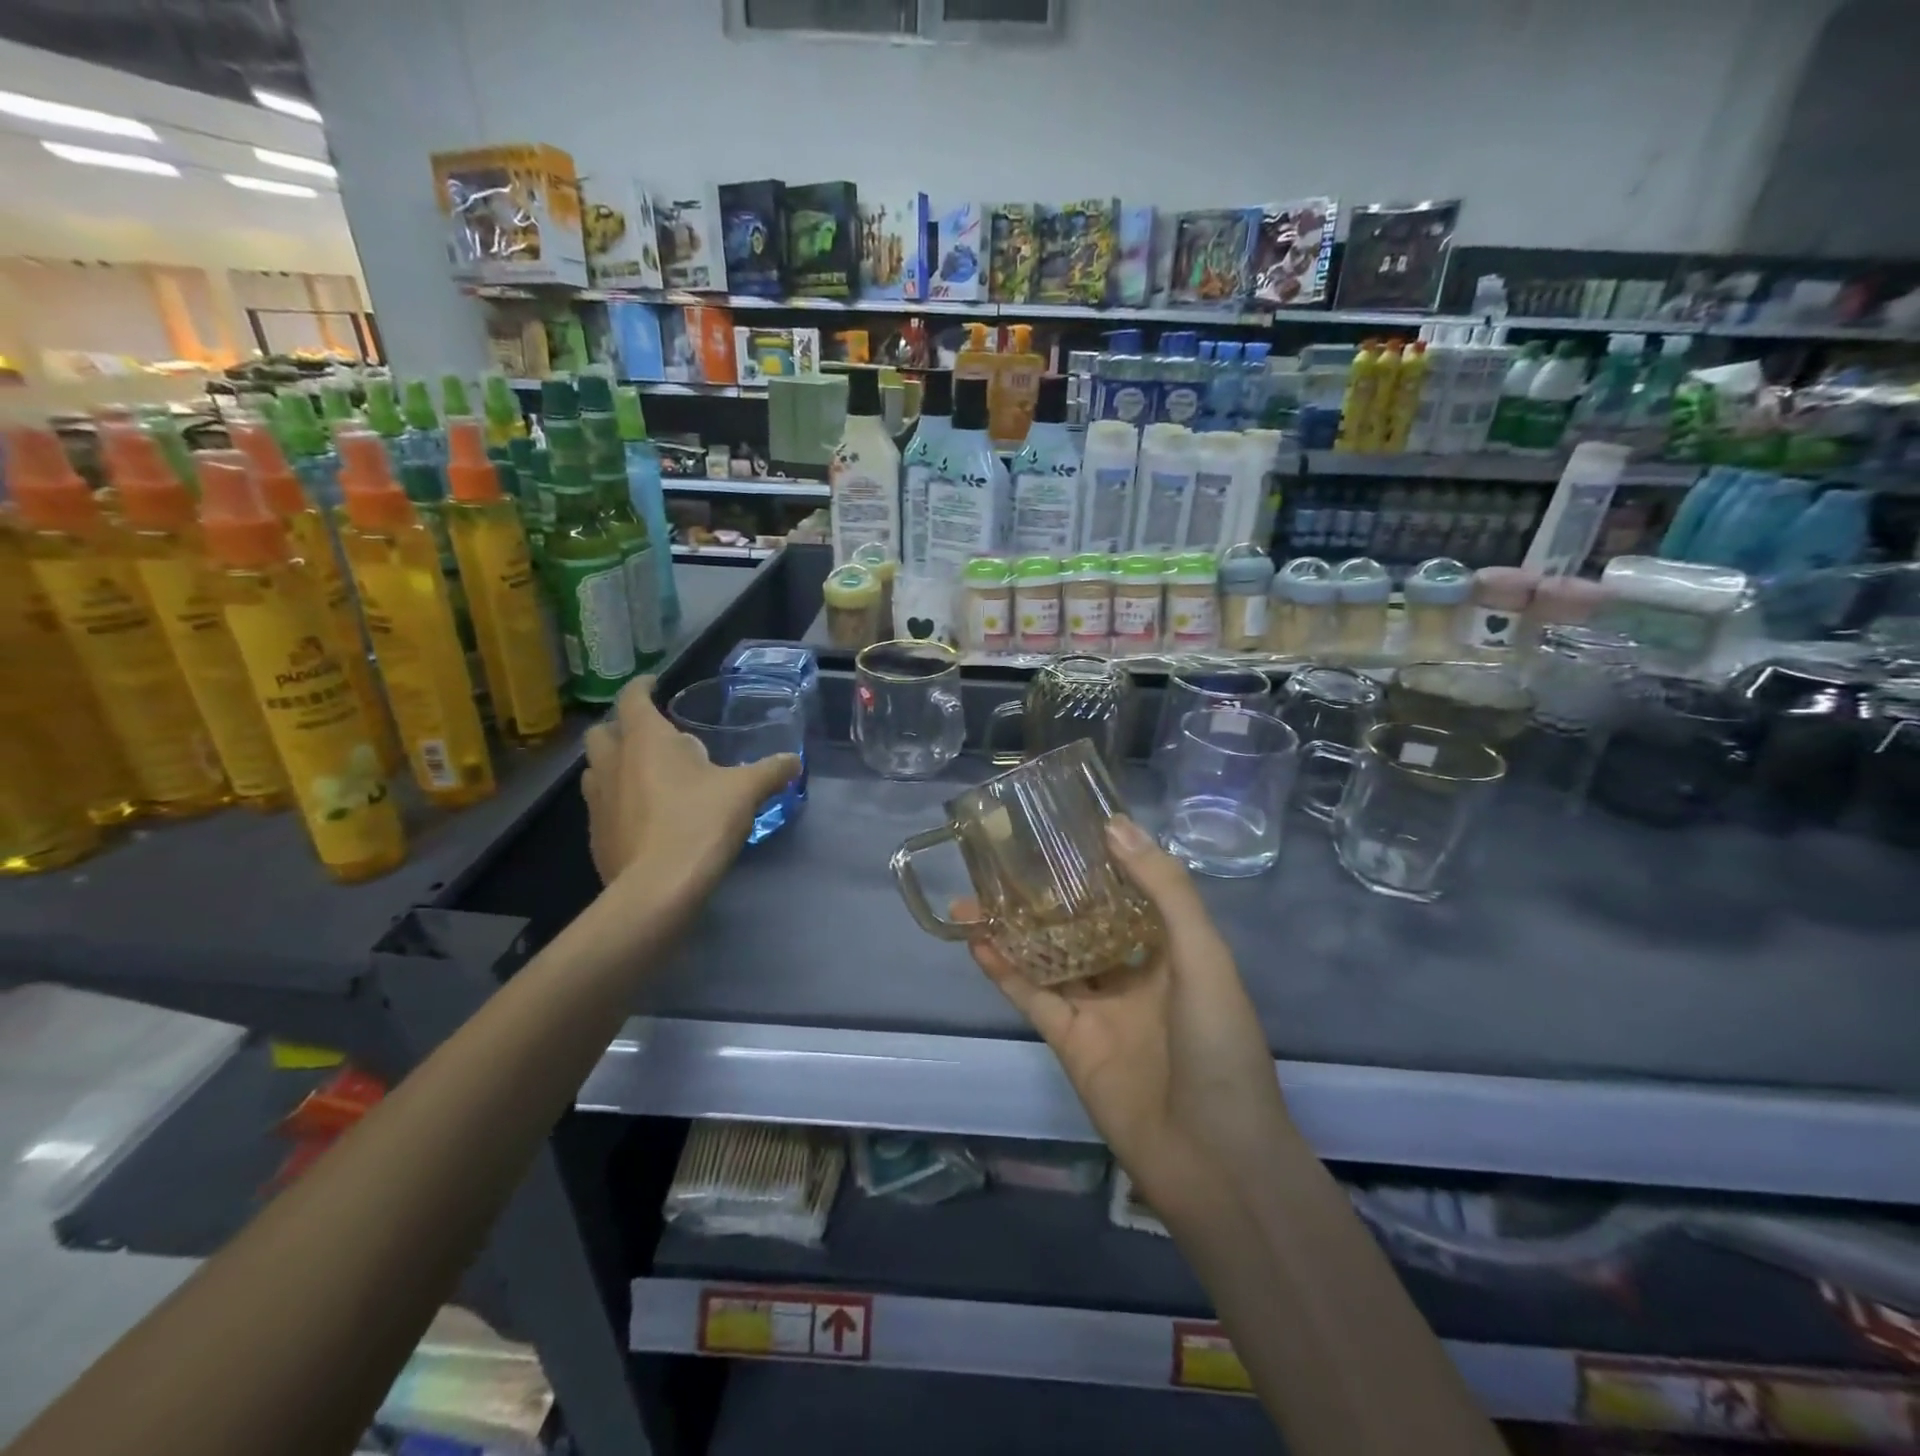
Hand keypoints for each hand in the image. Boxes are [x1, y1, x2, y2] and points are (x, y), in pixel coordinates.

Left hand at [581, 678, 799, 897]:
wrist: (657, 888)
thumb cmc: (699, 823)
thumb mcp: (745, 792)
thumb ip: (770, 771)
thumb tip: (793, 760)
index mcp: (645, 740)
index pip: (632, 698)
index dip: (642, 686)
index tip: (654, 683)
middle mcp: (613, 763)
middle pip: (602, 732)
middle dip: (622, 728)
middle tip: (652, 737)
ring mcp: (597, 801)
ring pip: (596, 769)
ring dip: (615, 765)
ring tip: (646, 776)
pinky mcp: (596, 835)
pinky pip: (601, 805)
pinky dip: (617, 801)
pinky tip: (644, 818)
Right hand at [961, 816, 1290, 1207]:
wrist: (1215, 1160)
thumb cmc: (1220, 1046)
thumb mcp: (1203, 956)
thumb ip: (1163, 890)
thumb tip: (1115, 824)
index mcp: (1172, 950)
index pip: (1130, 893)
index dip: (1100, 862)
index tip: (1064, 826)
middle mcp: (1133, 974)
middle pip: (1082, 922)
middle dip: (1048, 894)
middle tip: (1006, 857)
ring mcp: (1099, 1009)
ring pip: (1050, 956)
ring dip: (1015, 928)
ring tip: (975, 893)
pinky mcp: (1070, 1042)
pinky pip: (1033, 996)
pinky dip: (1004, 971)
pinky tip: (976, 940)